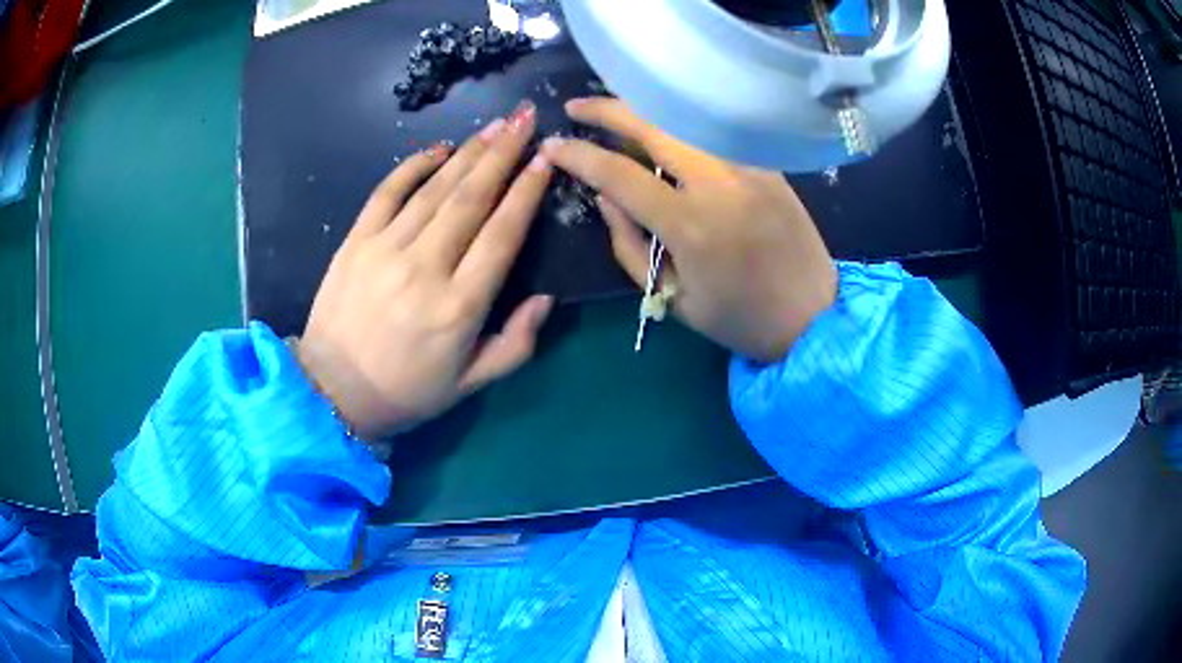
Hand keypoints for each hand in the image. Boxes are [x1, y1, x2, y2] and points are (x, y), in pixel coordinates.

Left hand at [296, 100, 553, 437]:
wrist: (332, 391)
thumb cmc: (407, 392)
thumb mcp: (471, 384)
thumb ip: (516, 344)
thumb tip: (546, 298)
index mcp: (460, 306)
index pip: (502, 234)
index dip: (527, 191)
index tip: (547, 157)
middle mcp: (425, 268)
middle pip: (472, 198)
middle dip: (504, 152)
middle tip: (527, 118)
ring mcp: (385, 249)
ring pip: (435, 188)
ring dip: (469, 152)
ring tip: (496, 125)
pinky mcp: (355, 242)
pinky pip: (387, 192)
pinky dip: (414, 165)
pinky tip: (439, 148)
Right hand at [541, 97, 836, 362]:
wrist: (815, 316)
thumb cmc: (740, 318)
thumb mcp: (672, 296)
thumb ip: (628, 244)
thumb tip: (603, 196)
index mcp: (690, 225)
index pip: (618, 173)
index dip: (578, 155)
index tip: (552, 145)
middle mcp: (720, 182)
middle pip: (653, 125)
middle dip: (607, 109)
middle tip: (577, 107)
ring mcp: (749, 167)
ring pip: (685, 120)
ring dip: (644, 110)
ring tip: (615, 113)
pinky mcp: (768, 164)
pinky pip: (714, 134)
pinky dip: (681, 125)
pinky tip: (664, 129)